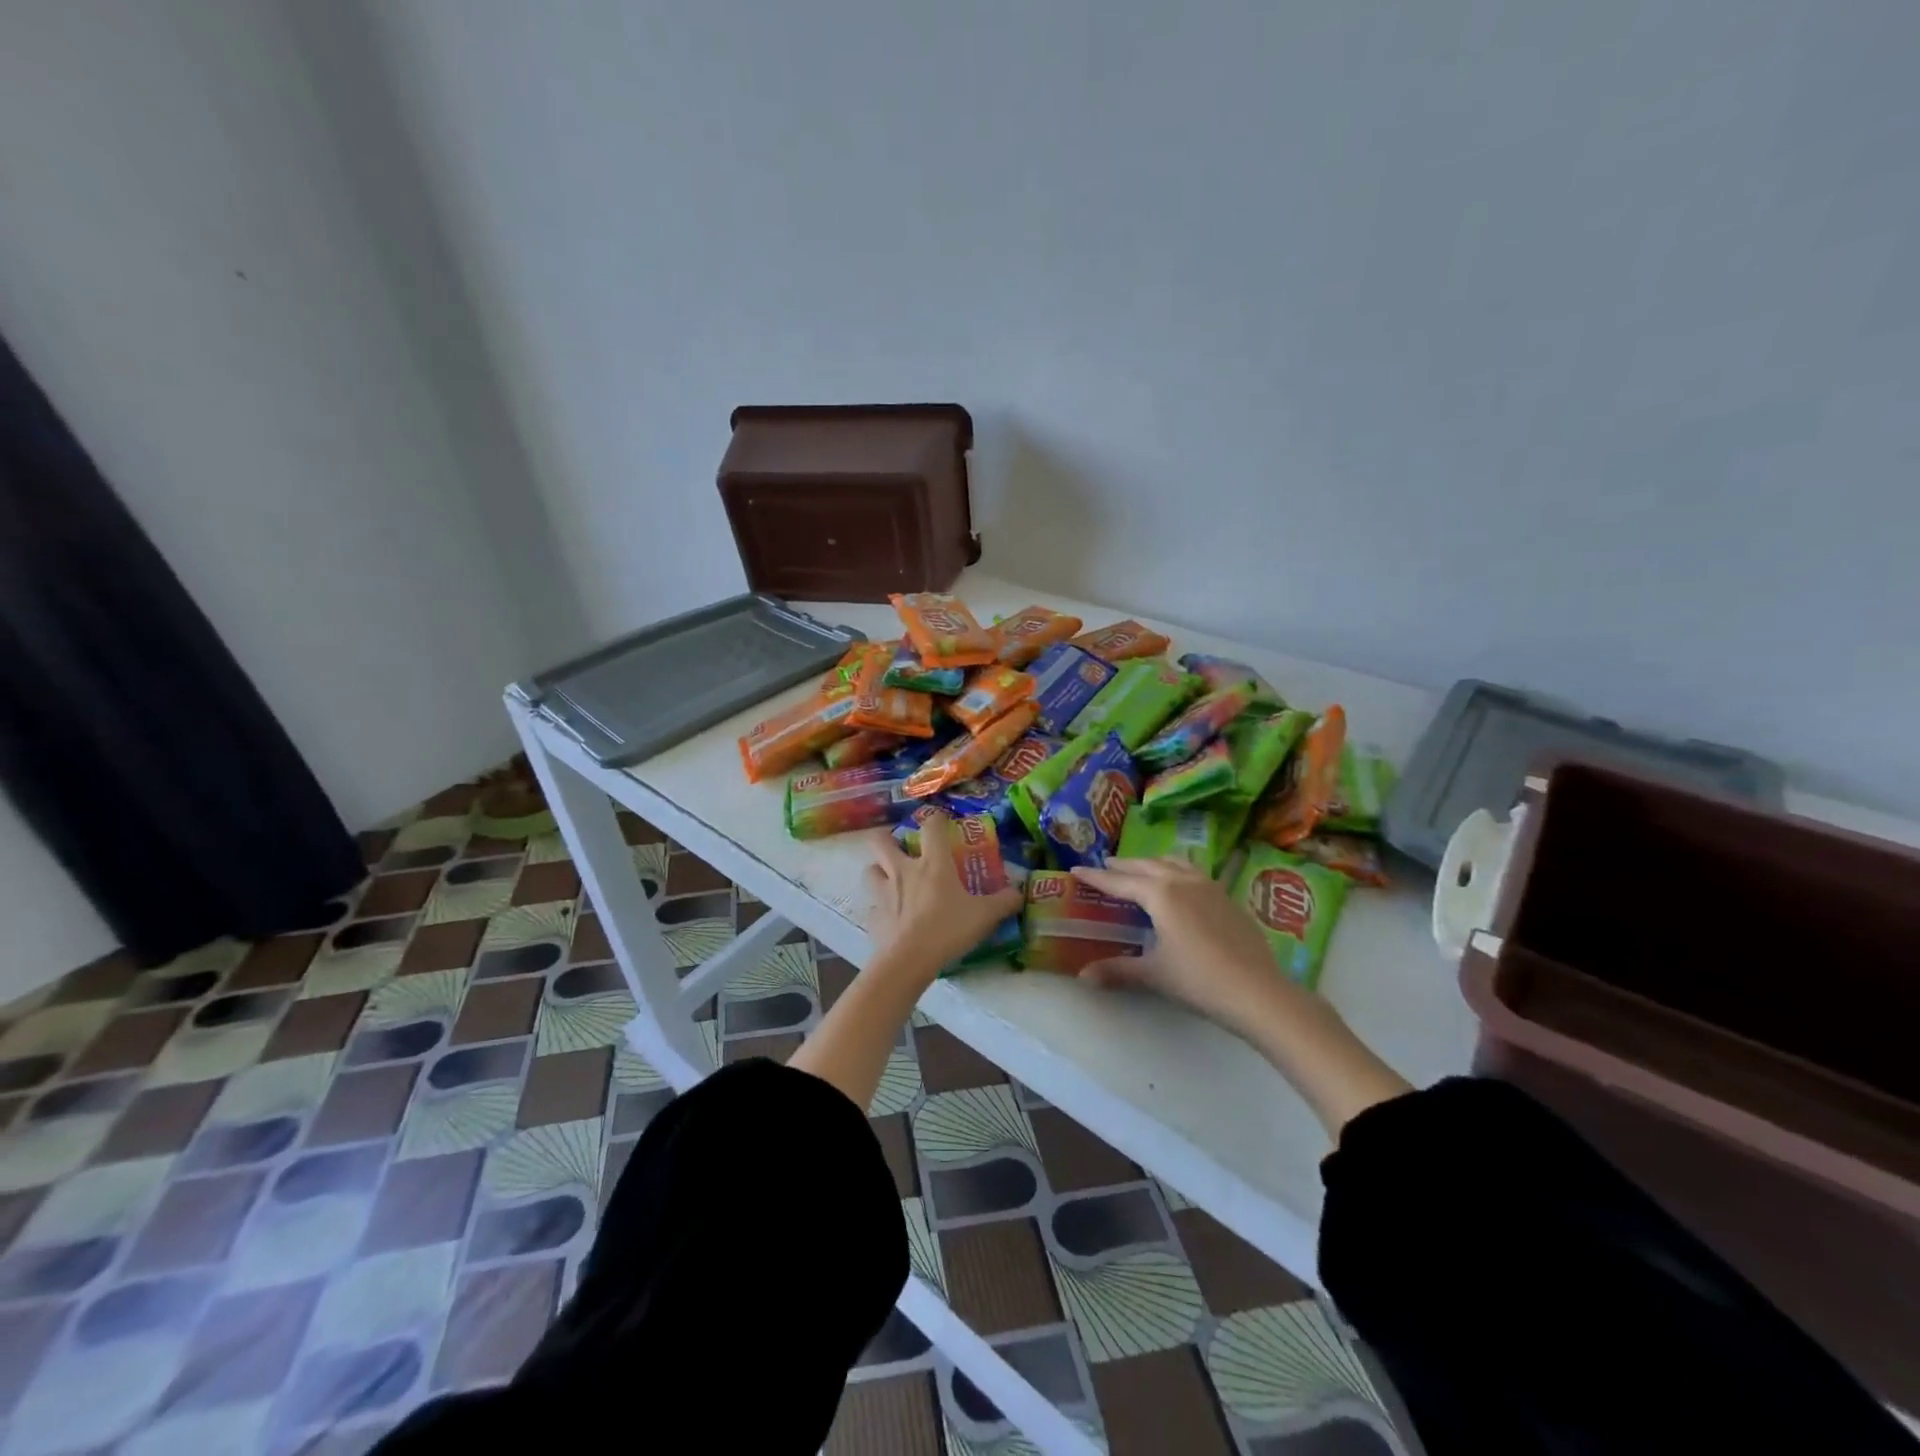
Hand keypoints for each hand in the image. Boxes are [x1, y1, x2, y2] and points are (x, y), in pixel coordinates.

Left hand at [863, 812, 1024, 979]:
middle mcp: (902, 870)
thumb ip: (1004, 902)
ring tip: (889, 879)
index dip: (935, 819)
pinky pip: (872, 907)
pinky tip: (890, 918)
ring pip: (869, 870)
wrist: (909, 961)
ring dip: (878, 870)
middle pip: (881, 840)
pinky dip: (879, 909)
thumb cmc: (948, 929)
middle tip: (899, 846)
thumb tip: (1020, 893)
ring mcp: (882, 893)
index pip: (930, 826)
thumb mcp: (984, 916)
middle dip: (887, 838)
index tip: (941, 822)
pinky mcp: (873, 917)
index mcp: (932, 863)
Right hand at [1068, 857, 1289, 1034]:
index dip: (1096, 877)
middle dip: (1123, 866)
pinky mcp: (1227, 897)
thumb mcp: (1154, 974)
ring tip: (1140, 869)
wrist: (1258, 992)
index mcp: (1160, 894)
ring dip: (1152, 863)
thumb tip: (1082, 976)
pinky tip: (1179, 884)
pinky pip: (1193, 872)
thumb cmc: (1199, 980)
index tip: (1076, 869)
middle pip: (1146, 866)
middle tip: (1105, 866)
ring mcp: (1209, 886)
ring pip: (1173, 863)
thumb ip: (1117, 970)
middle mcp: (1182, 881)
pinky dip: (1176, 870)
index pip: (1120, 882)